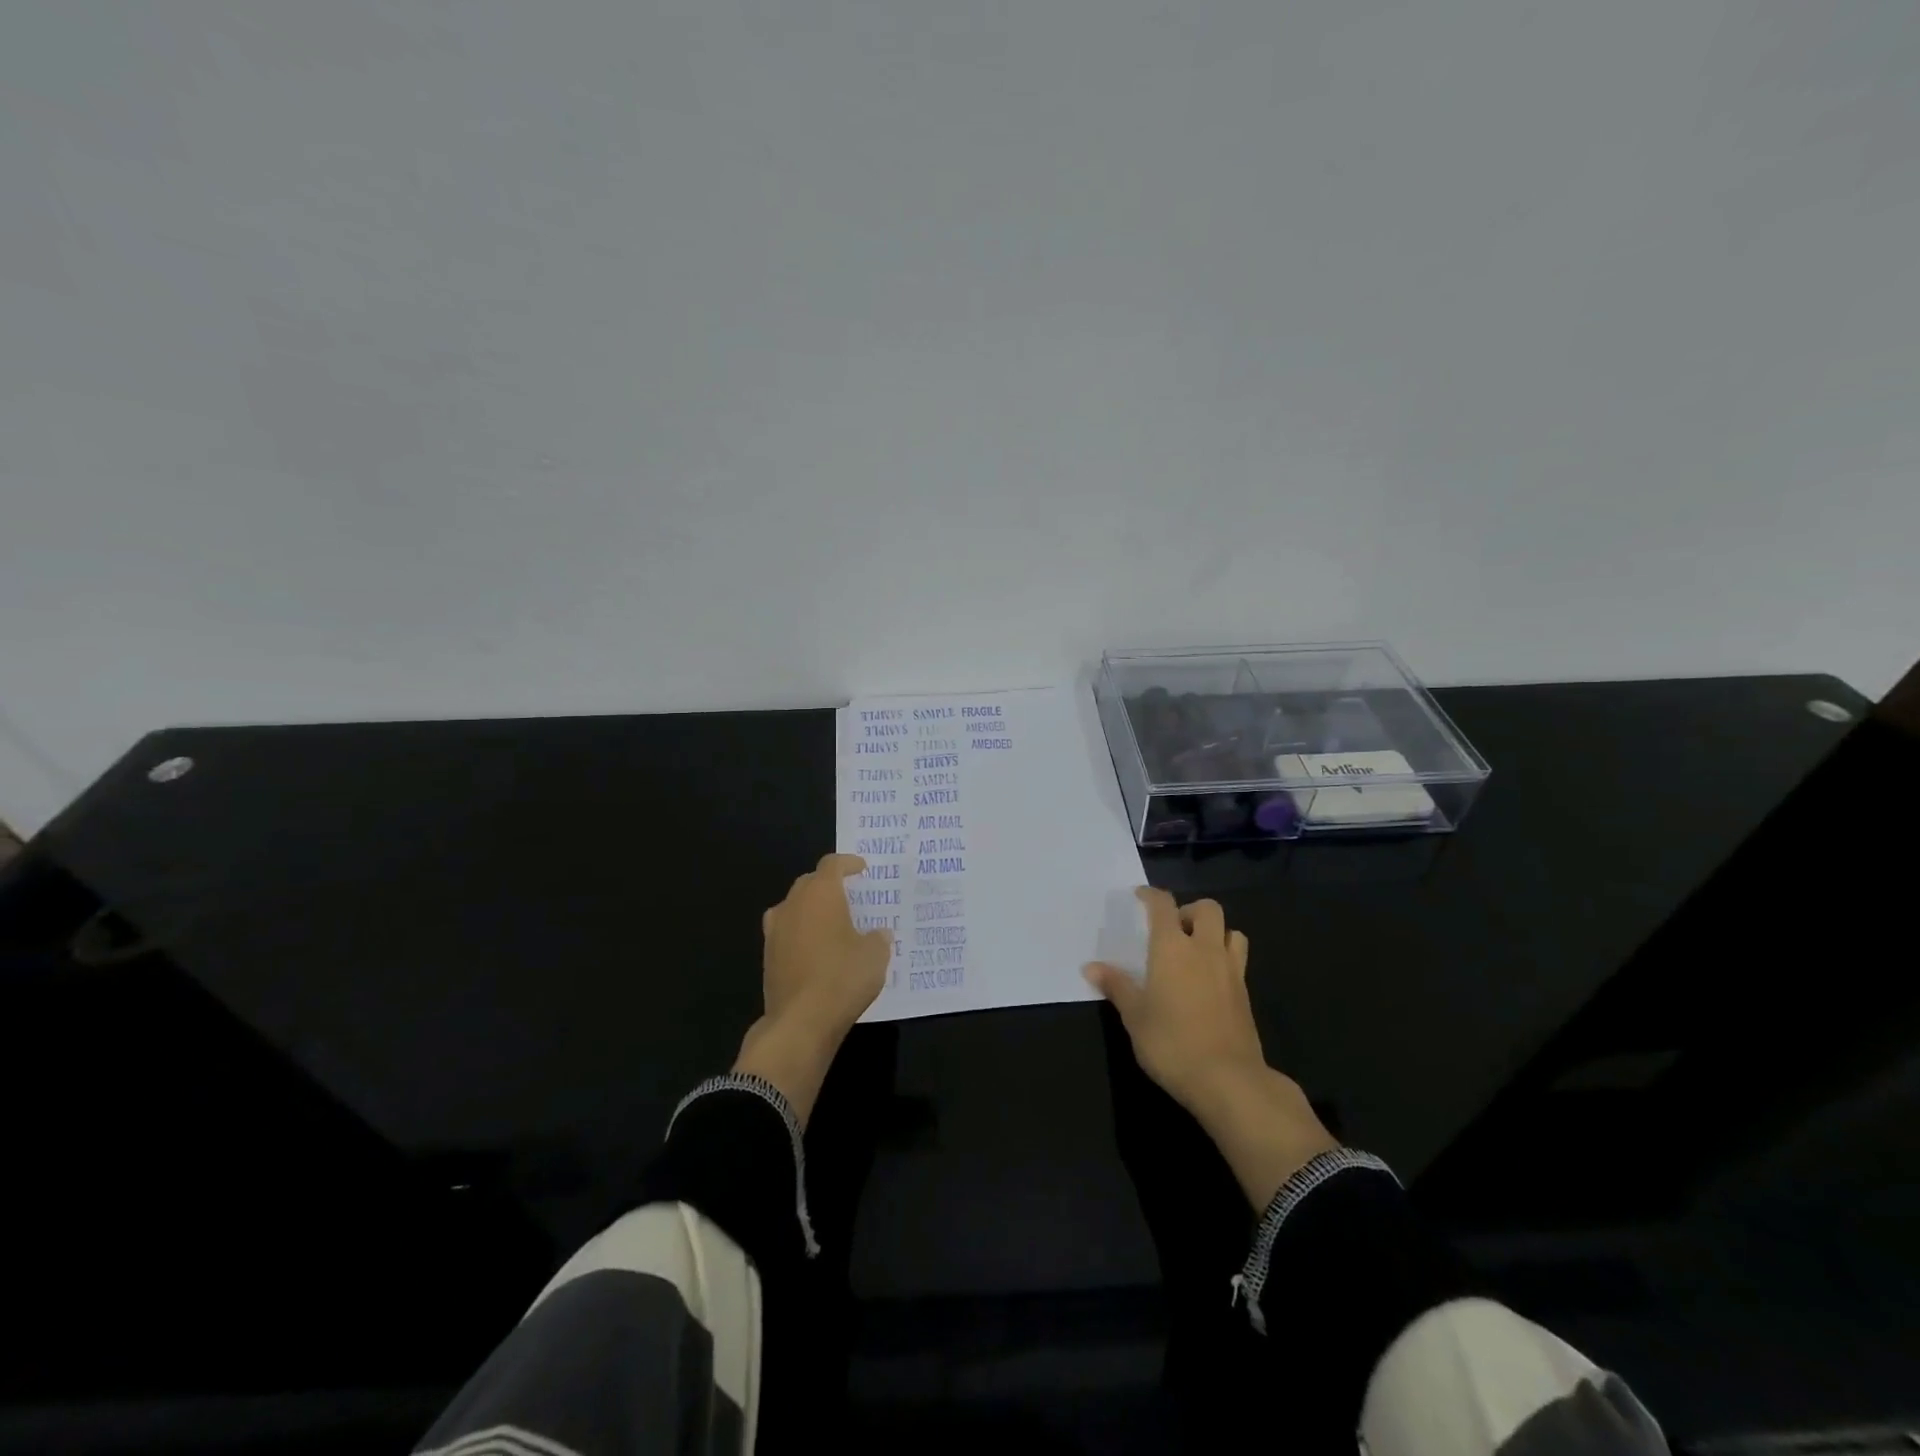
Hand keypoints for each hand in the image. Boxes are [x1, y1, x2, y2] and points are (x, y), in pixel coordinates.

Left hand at [733, 853, 891, 1124]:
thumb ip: (878, 938)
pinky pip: (787, 933)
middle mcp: (793, 904)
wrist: (800, 1022)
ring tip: (830, 922)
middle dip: (827, 885)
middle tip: (848, 895)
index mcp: (821, 894)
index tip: (861, 869)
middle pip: (809, 882)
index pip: (832, 864)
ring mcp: (775, 931)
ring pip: (793, 907)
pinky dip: (801, 934)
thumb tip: (877, 934)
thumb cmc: (843, 978)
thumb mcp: (875, 956)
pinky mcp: (767, 957)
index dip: (847, 863)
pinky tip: (816, 950)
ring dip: (810, 909)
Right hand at [1086, 888, 1337, 1207]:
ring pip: (1231, 931)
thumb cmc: (1171, 1043)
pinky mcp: (1246, 994)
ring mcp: (1231, 970)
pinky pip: (1238, 960)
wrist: (1229, 1080)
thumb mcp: (1134, 1016)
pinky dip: (1224, 958)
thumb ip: (1116, 986)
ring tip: (1196, 951)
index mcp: (1172, 947)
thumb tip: (1091, 966)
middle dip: (1189, 910)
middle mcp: (1204, 949)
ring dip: (1214, 932)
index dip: (1151, 895)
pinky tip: (1209, 980)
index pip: (1163, 905)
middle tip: (1172, 929)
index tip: (1139, 896)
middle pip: (1207, 908)